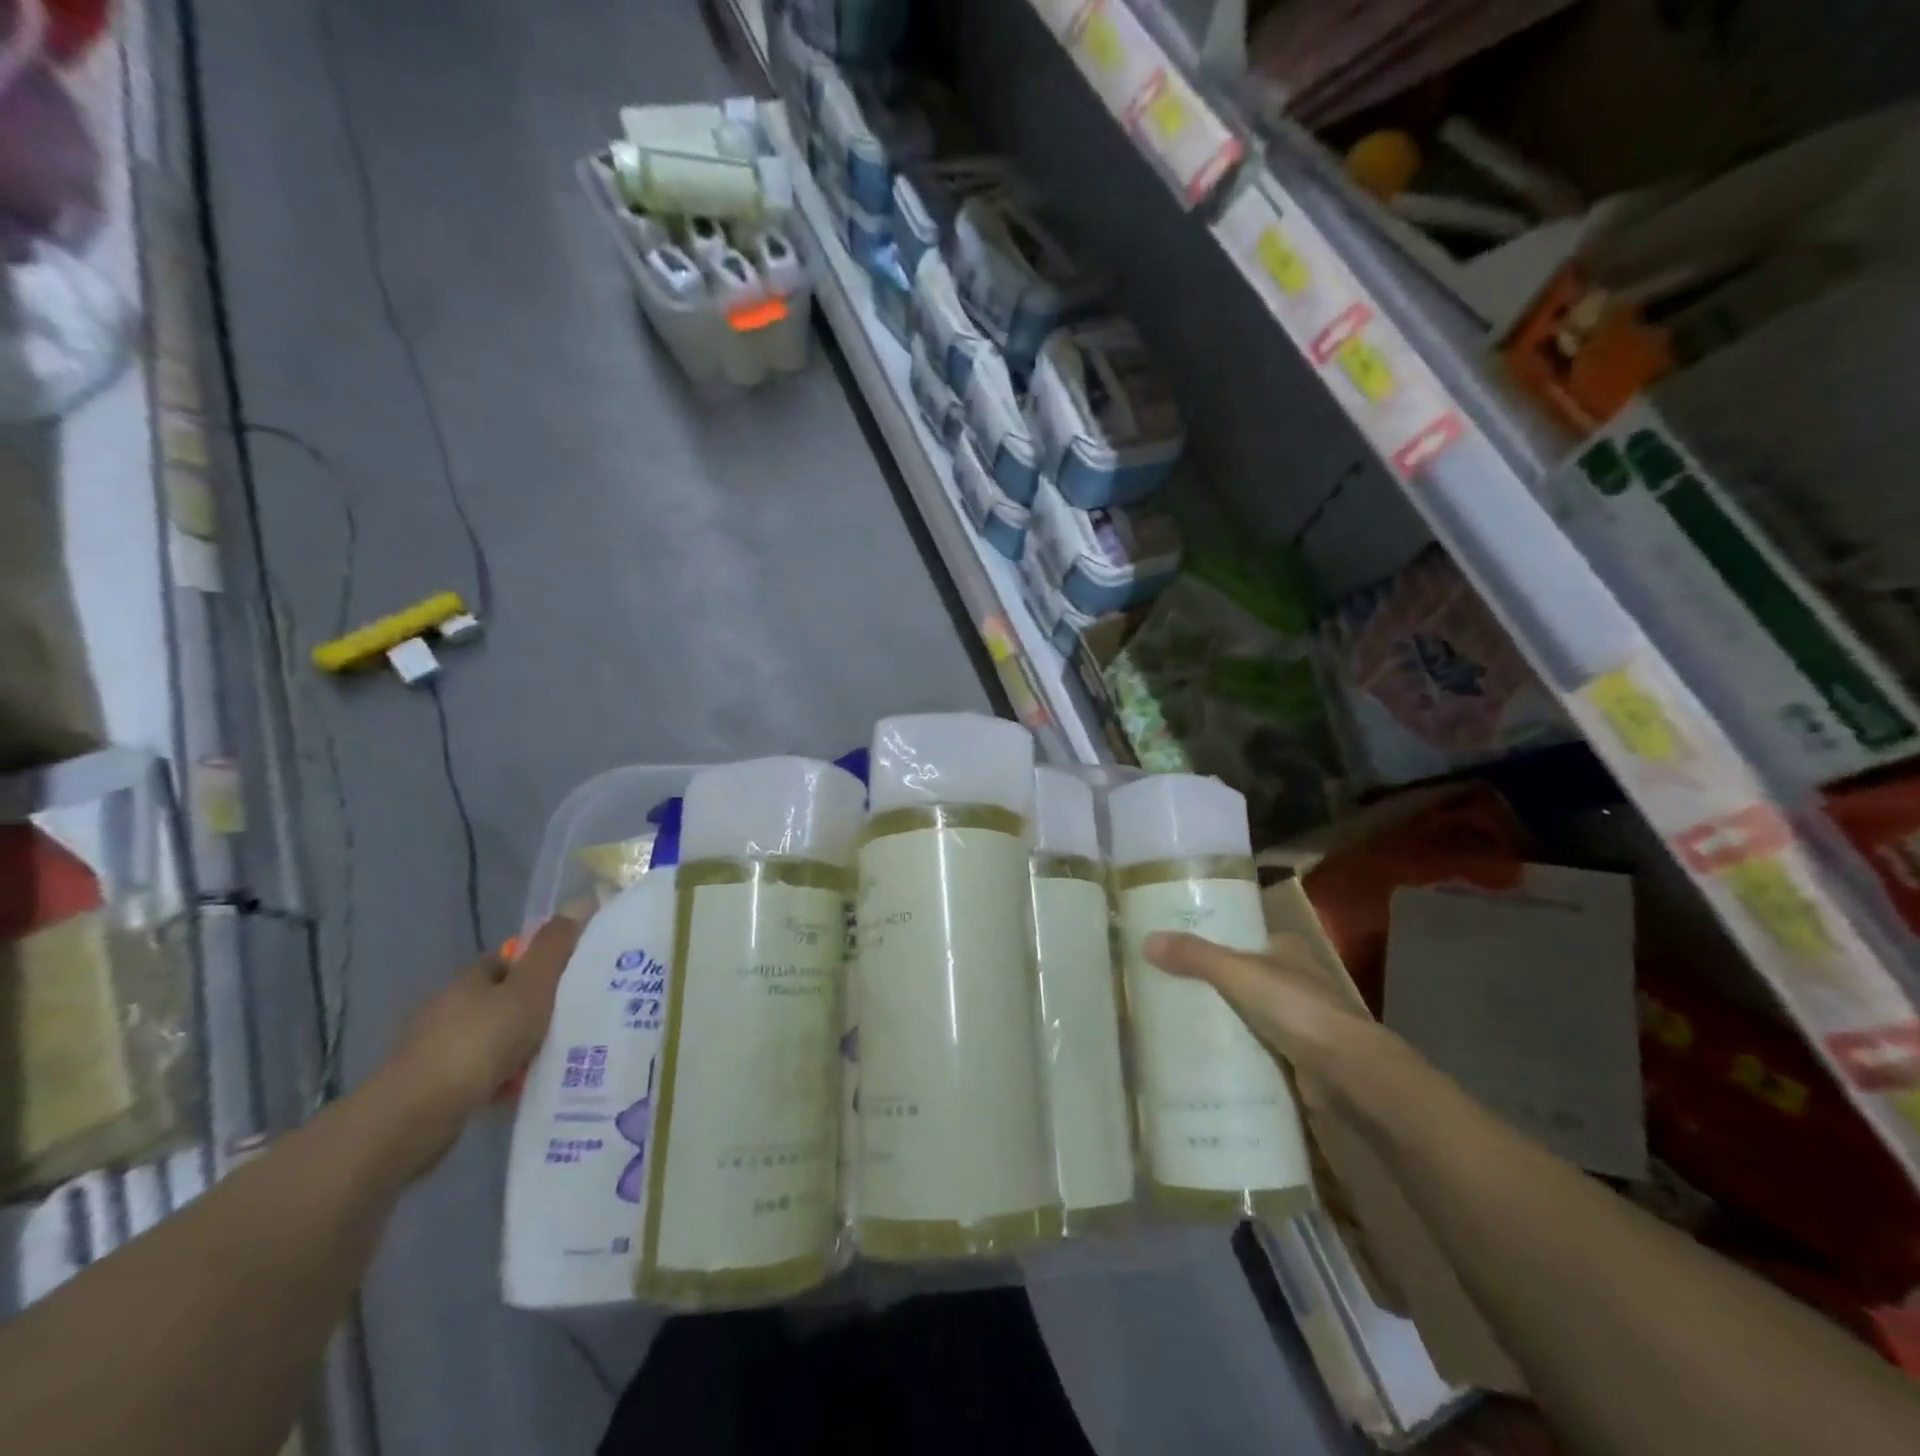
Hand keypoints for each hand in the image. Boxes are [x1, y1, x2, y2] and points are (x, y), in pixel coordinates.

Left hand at [376, 908, 588, 1172]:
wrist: (413, 1117)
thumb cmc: (479, 1043)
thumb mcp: (530, 991)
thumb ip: (555, 950)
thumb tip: (581, 900)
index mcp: (470, 979)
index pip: (510, 960)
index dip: (541, 966)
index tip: (572, 981)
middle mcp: (448, 1007)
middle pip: (501, 1000)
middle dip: (533, 1010)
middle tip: (573, 1021)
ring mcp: (435, 1048)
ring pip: (491, 1038)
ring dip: (518, 1048)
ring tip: (555, 1060)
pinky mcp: (430, 1086)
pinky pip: (479, 1073)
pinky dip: (500, 1080)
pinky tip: (521, 1092)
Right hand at [1144, 930, 1418, 1122]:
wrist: (1350, 1076)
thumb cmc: (1298, 1010)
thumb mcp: (1238, 973)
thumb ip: (1195, 957)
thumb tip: (1145, 940)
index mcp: (1288, 950)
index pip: (1247, 939)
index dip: (1218, 942)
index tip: (1180, 952)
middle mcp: (1298, 982)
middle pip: (1246, 978)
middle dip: (1215, 986)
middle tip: (1170, 991)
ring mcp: (1302, 1024)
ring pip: (1252, 1016)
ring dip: (1226, 1022)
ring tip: (1179, 1025)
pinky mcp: (1301, 1061)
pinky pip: (1259, 1051)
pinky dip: (1238, 1055)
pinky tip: (1207, 1060)